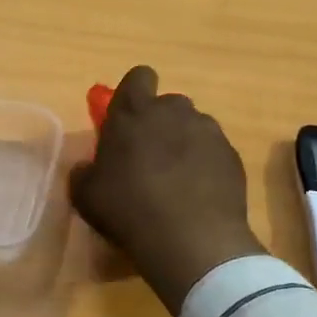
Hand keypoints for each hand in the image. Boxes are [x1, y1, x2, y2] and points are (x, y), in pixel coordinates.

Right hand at [69, 65, 265, 315]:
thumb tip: (87, 168)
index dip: (134, 93)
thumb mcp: (87, 196)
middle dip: (160, 123)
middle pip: (168, 103)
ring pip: (193, 126)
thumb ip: (84, 173)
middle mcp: (173, 111)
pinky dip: (207, 165)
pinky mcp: (232, 155)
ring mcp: (207, 131)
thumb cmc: (128, 209)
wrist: (191, 240)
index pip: (138, 77)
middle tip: (150, 158)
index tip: (130, 118)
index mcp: (134, 111)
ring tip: (178, 181)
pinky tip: (199, 195)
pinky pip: (214, 151)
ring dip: (185, 144)